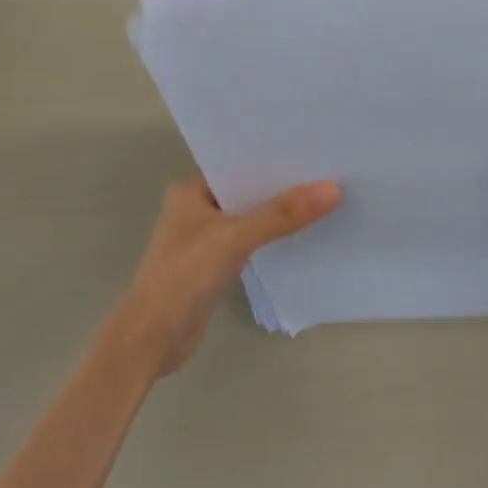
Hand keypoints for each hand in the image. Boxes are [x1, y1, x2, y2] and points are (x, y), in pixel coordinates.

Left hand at [110, 176, 339, 377]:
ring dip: (281, 214)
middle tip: (331, 171)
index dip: (274, 157)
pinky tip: (306, 234)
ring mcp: (206, 239)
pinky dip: (274, 239)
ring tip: (327, 198)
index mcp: (191, 190)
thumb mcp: (234, 238)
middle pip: (248, 191)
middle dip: (284, 185)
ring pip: (252, 218)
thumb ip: (281, 214)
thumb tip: (334, 189)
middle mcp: (197, 209)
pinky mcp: (216, 265)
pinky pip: (252, 243)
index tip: (315, 148)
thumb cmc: (183, 277)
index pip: (239, 163)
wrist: (153, 339)